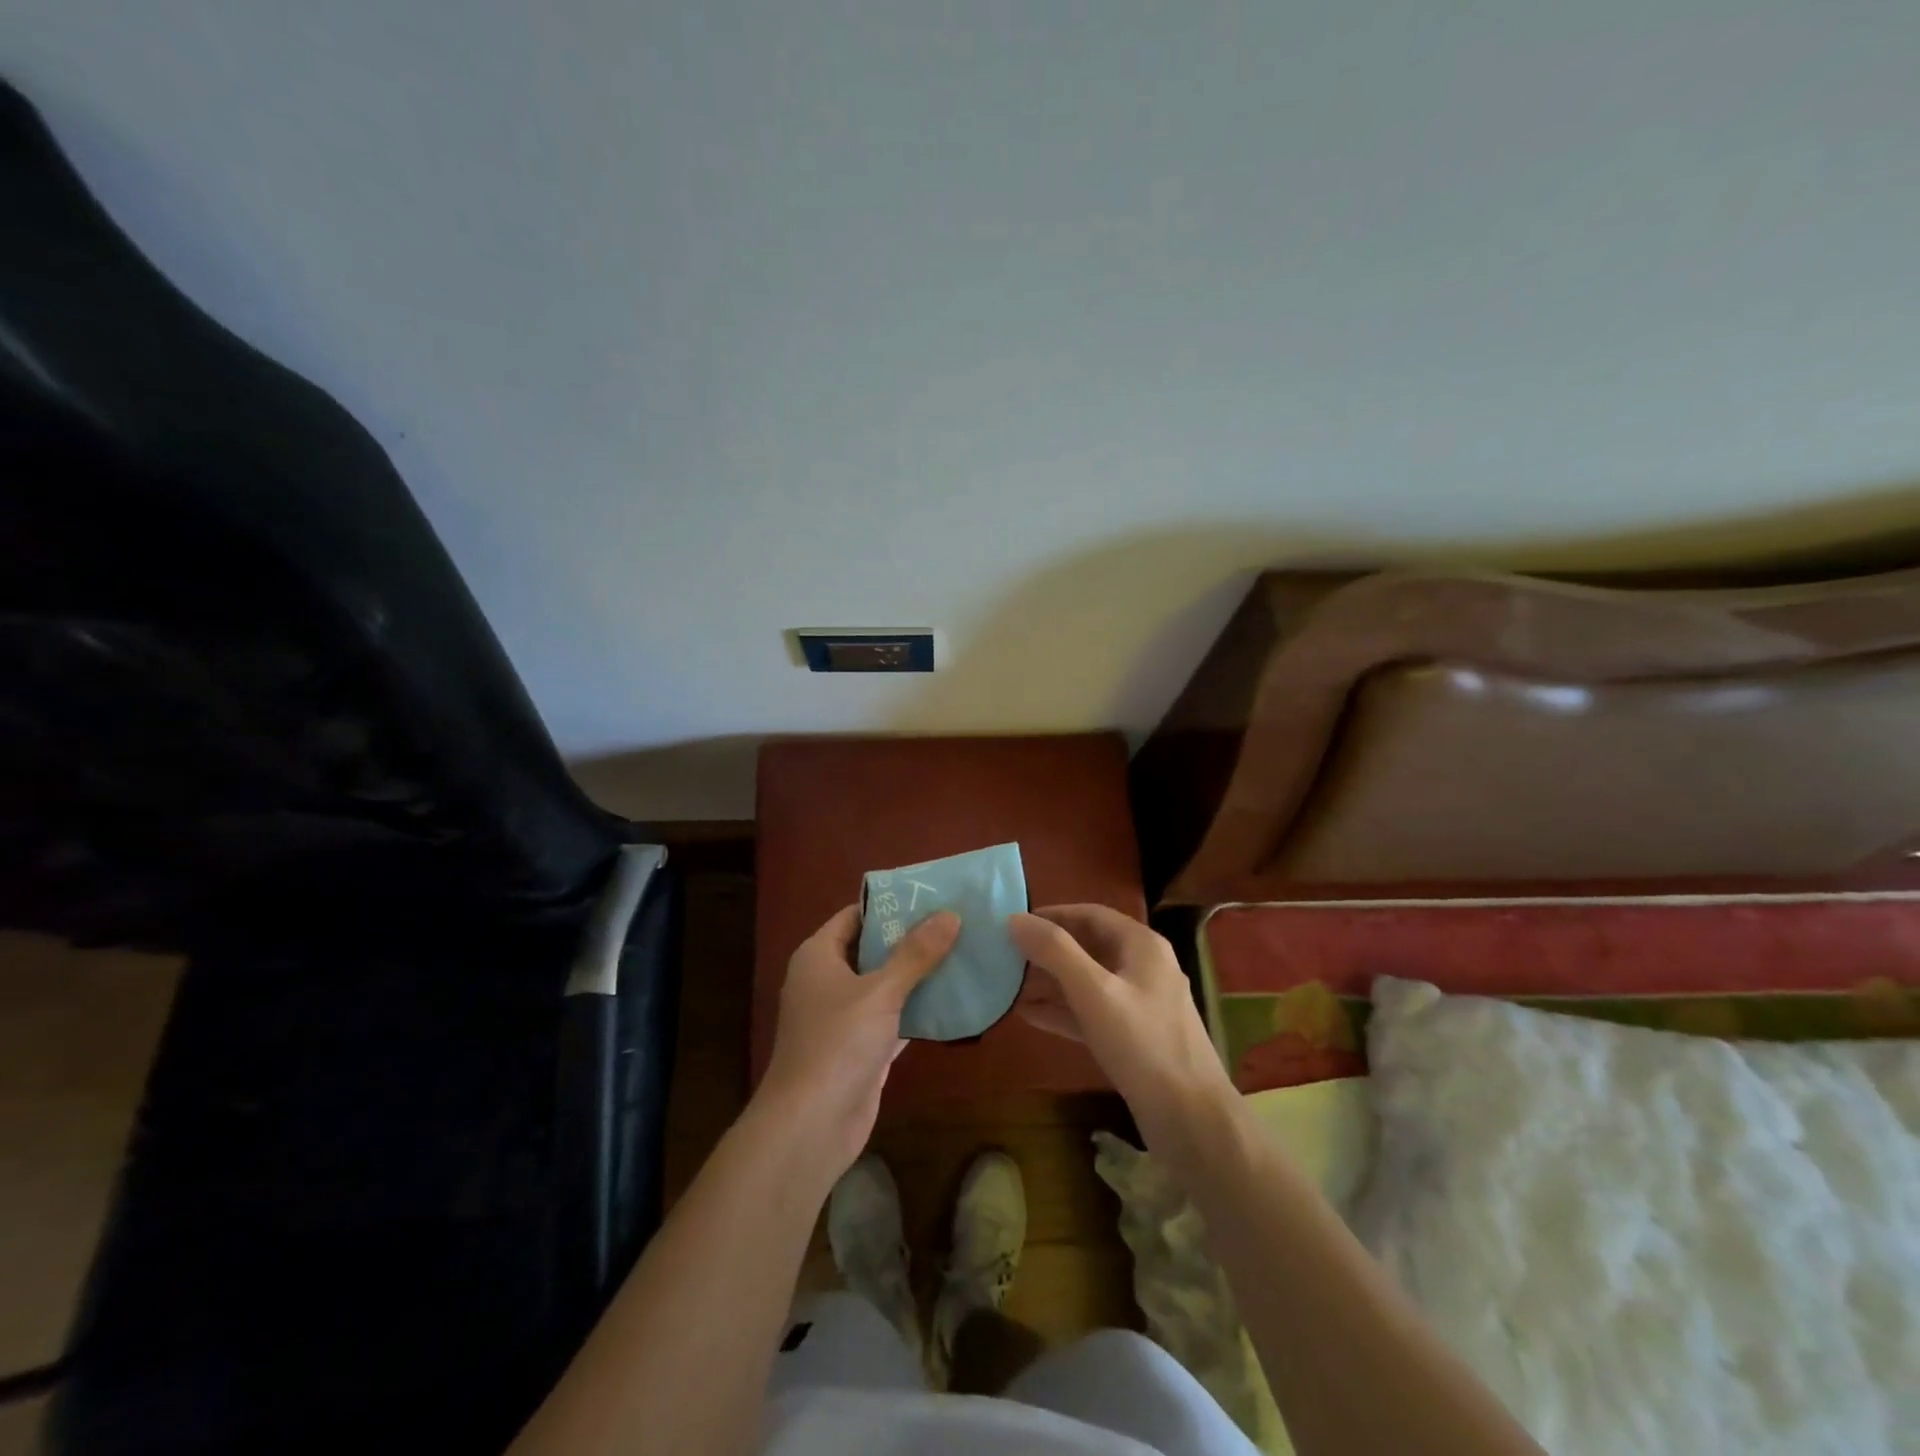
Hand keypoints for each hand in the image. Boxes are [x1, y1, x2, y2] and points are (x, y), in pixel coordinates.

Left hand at [756, 904, 959, 1175]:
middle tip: (956, 922)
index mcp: (818, 956)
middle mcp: (827, 980)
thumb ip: (916, 953)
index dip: (890, 905)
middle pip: (872, 948)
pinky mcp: (860, 1047)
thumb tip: (950, 914)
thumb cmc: (838, 1044)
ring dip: (918, 974)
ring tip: (962, 952)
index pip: (855, 916)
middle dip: (911, 938)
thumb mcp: (881, 991)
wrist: (811, 1126)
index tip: (931, 896)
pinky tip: (953, 998)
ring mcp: (842, 1016)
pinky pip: (892, 1017)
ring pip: (885, 984)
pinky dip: (917, 1009)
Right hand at [1010, 905, 1236, 1157]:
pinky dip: (1062, 1011)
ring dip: (1050, 982)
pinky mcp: (1133, 1038)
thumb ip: (1054, 952)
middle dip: (1047, 950)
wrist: (1192, 1120)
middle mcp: (1143, 967)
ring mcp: (1140, 1004)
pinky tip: (1028, 1016)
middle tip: (1005, 954)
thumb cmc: (1142, 1044)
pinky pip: (1091, 1012)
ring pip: (1087, 982)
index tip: (1014, 922)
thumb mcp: (1094, 992)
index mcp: (1142, 945)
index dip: (1052, 915)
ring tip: (1008, 984)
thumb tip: (1014, 919)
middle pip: (1088, 946)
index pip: (1090, 914)